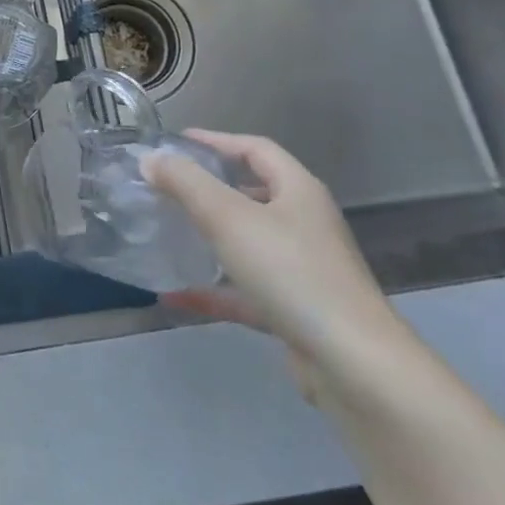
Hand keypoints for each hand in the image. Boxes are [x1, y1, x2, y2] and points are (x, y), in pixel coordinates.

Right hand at [143, 132, 411, 403]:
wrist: (353, 364)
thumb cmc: (291, 272)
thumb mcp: (229, 218)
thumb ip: (186, 183)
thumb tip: (150, 158)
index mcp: (298, 191)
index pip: (255, 149)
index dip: (216, 140)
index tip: (176, 141)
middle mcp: (305, 223)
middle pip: (254, 193)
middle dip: (211, 186)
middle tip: (169, 184)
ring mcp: (303, 269)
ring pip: (249, 241)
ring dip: (211, 235)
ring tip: (170, 231)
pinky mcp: (296, 310)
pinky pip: (245, 290)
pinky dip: (212, 289)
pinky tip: (175, 296)